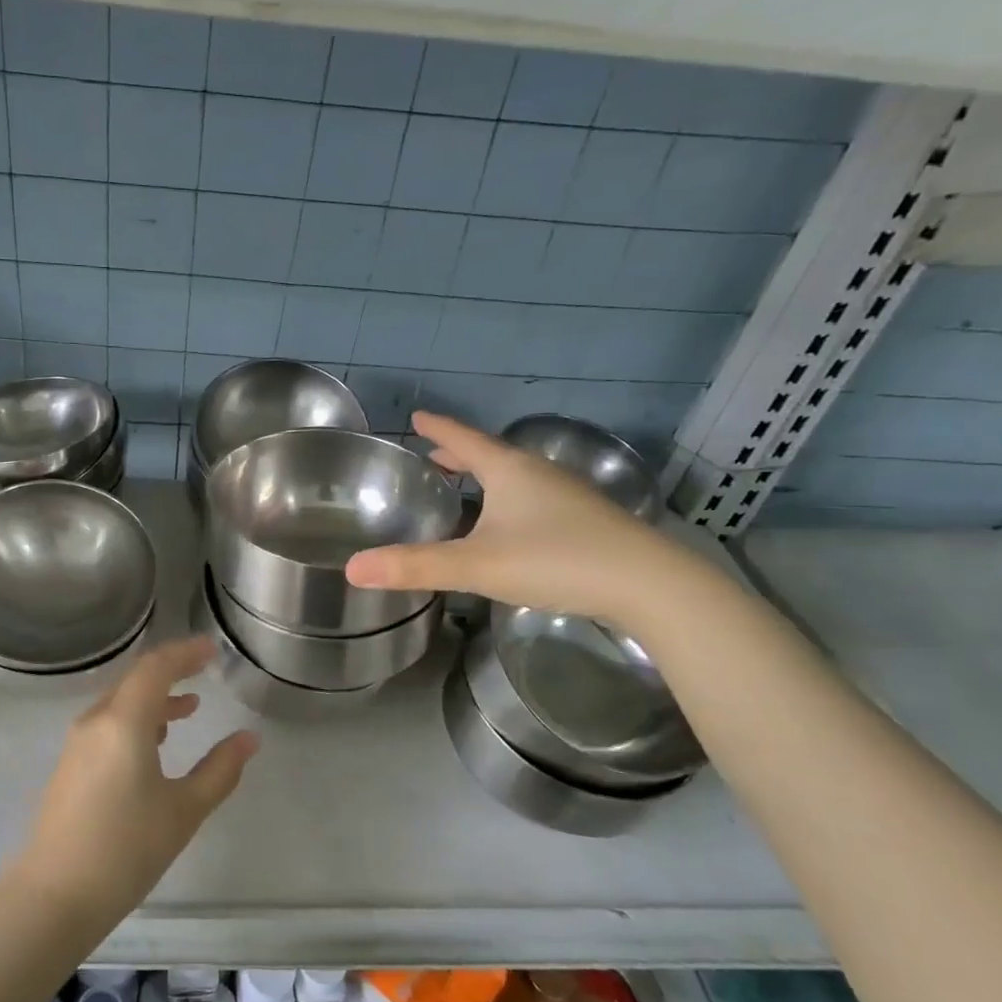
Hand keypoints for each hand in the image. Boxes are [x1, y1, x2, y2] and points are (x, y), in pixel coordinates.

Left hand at [13, 638, 257, 926]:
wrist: (54, 896)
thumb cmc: (126, 849)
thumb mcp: (184, 810)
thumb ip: (220, 770)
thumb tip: (249, 738)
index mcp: (124, 722)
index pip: (156, 668)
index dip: (185, 653)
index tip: (211, 647)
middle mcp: (97, 721)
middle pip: (135, 680)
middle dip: (171, 671)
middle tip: (204, 669)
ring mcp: (78, 743)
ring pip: (121, 702)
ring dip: (155, 698)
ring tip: (189, 707)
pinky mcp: (71, 765)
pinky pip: (108, 723)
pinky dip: (137, 719)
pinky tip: (155, 742)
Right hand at [345, 411, 700, 625]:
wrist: (649, 585)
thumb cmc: (556, 560)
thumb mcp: (477, 565)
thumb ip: (415, 566)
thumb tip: (352, 568)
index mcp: (510, 471)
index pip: (464, 440)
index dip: (438, 429)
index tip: (418, 416)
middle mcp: (538, 474)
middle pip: (490, 455)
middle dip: (460, 454)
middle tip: (434, 455)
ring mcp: (567, 497)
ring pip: (515, 478)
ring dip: (486, 478)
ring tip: (465, 487)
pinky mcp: (585, 522)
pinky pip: (534, 499)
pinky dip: (509, 500)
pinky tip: (509, 525)